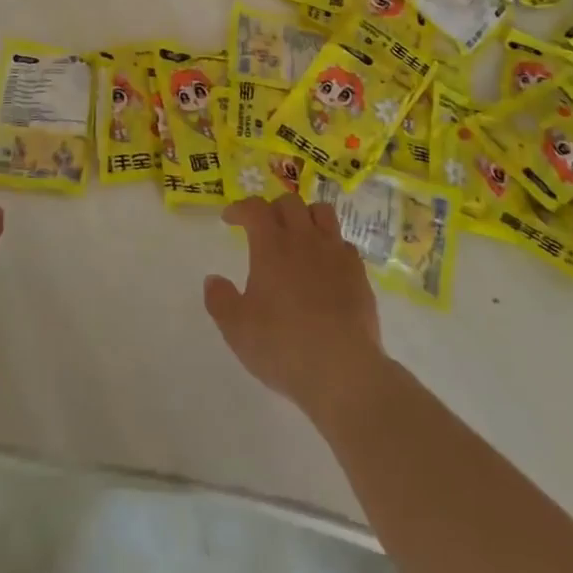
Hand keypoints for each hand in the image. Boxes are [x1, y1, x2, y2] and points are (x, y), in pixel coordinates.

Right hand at [204, 195, 387, 423]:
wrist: (343, 370)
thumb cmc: (283, 346)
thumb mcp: (237, 329)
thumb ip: (220, 300)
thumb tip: (213, 279)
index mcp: (271, 246)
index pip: (254, 208)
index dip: (240, 208)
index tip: (229, 219)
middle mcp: (304, 239)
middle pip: (290, 203)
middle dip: (272, 208)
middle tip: (264, 228)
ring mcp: (335, 253)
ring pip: (322, 213)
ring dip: (306, 216)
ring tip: (298, 235)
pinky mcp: (358, 272)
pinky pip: (343, 243)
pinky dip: (330, 246)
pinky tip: (325, 265)